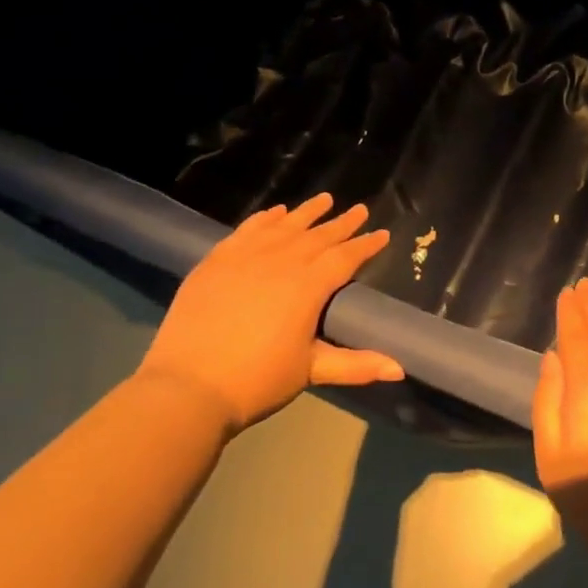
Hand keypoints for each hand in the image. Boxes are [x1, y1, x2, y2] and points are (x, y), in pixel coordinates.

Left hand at [137, 194, 403, 431]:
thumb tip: (400, 369)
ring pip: (284, 226)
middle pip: (318, 236)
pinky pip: (247, 230)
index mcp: (308, 286)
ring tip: (324, 199)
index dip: (366, 245)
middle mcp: (281, 261)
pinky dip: (264, 218)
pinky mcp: (216, 261)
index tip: (383, 234)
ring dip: (306, 212)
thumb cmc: (257, 380)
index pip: (345, 257)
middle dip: (341, 223)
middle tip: (359, 209)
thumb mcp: (311, 371)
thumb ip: (357, 365)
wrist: (187, 387)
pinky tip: (275, 212)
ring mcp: (245, 257)